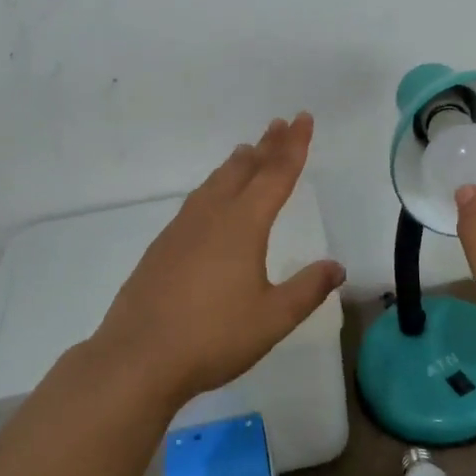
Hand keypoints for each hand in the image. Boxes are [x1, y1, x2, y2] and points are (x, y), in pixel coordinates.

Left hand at [92, 112, 345, 408]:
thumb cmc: (213, 337)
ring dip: (237, 163)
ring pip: (216, 182)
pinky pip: (197, 200)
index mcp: (243, 224)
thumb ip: (307, 289)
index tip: (303, 119)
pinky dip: (215, 186)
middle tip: (281, 124)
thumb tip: (337, 267)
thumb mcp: (272, 318)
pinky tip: (211, 199)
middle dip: (267, 145)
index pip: (276, 174)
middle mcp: (213, 215)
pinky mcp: (163, 246)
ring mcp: (182, 229)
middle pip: (245, 169)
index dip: (294, 146)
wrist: (138, 357)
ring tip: (247, 150)